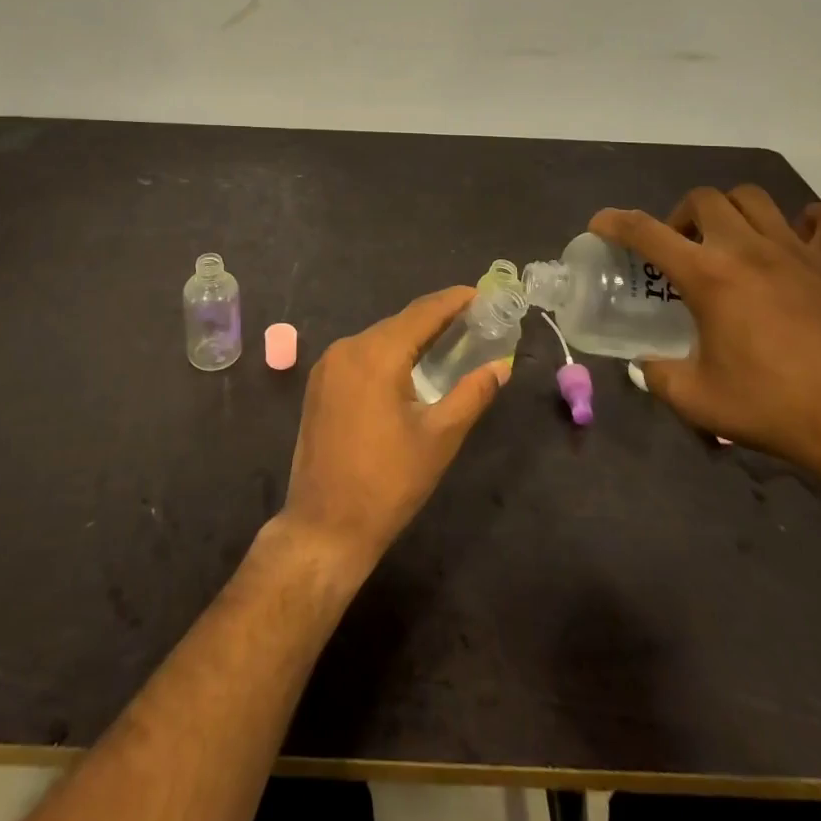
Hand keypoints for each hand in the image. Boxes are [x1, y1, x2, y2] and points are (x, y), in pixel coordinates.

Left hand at [278, 286, 510, 578]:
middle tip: (473, 322)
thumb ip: (472, 394)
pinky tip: (410, 368)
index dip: (453, 300)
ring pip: (379, 339)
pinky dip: (388, 354)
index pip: (421, 313)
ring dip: (411, 338)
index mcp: (375, 354)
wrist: (325, 527)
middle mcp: (346, 348)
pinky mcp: (319, 386)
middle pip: (399, 324)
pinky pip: (361, 356)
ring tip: (448, 342)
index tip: (481, 293)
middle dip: (436, 320)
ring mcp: (328, 366)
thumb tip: (501, 366)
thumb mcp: (439, 438)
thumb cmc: (388, 483)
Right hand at [591, 189, 820, 477]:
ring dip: (733, 211)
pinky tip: (800, 242)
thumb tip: (646, 365)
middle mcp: (748, 249)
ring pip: (755, 198)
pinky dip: (812, 220)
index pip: (645, 231)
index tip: (601, 224)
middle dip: (681, 216)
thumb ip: (658, 376)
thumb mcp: (698, 401)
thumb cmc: (774, 409)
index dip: (615, 222)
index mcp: (708, 276)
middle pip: (703, 198)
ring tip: (732, 240)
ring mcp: (799, 250)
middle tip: (683, 249)